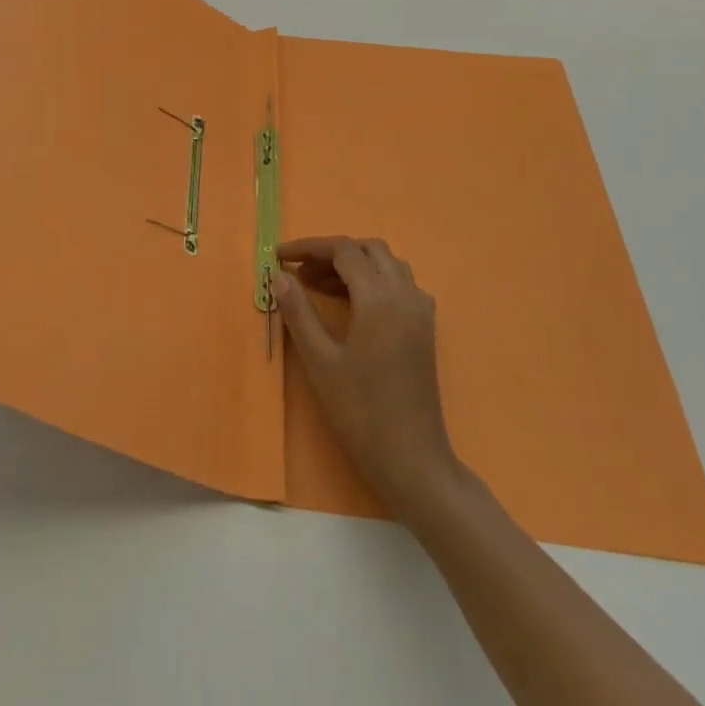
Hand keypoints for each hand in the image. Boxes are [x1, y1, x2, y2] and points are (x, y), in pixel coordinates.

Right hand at [273, 235, 461, 513]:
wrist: (410, 458)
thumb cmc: (360, 410)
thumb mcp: (319, 359)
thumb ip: (298, 312)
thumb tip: (280, 276)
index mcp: (379, 297)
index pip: (343, 250)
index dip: (309, 247)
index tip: (279, 256)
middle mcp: (405, 294)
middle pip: (368, 249)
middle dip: (331, 253)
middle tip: (299, 272)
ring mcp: (420, 311)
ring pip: (387, 264)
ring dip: (353, 264)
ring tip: (319, 286)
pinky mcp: (425, 328)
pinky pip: (400, 285)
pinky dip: (373, 280)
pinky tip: (352, 305)